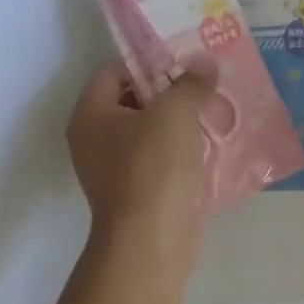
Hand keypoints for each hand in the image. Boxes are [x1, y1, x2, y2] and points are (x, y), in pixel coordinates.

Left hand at [68, 62, 216, 257]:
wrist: (151, 241)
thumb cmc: (153, 167)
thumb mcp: (175, 112)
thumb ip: (191, 83)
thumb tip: (205, 63)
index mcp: (91, 115)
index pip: (114, 71)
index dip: (147, 62)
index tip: (183, 63)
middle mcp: (95, 140)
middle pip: (132, 100)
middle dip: (169, 91)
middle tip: (203, 85)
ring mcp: (114, 169)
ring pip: (149, 132)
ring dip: (179, 122)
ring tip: (212, 111)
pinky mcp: (137, 193)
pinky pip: (159, 159)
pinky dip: (182, 151)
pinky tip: (210, 144)